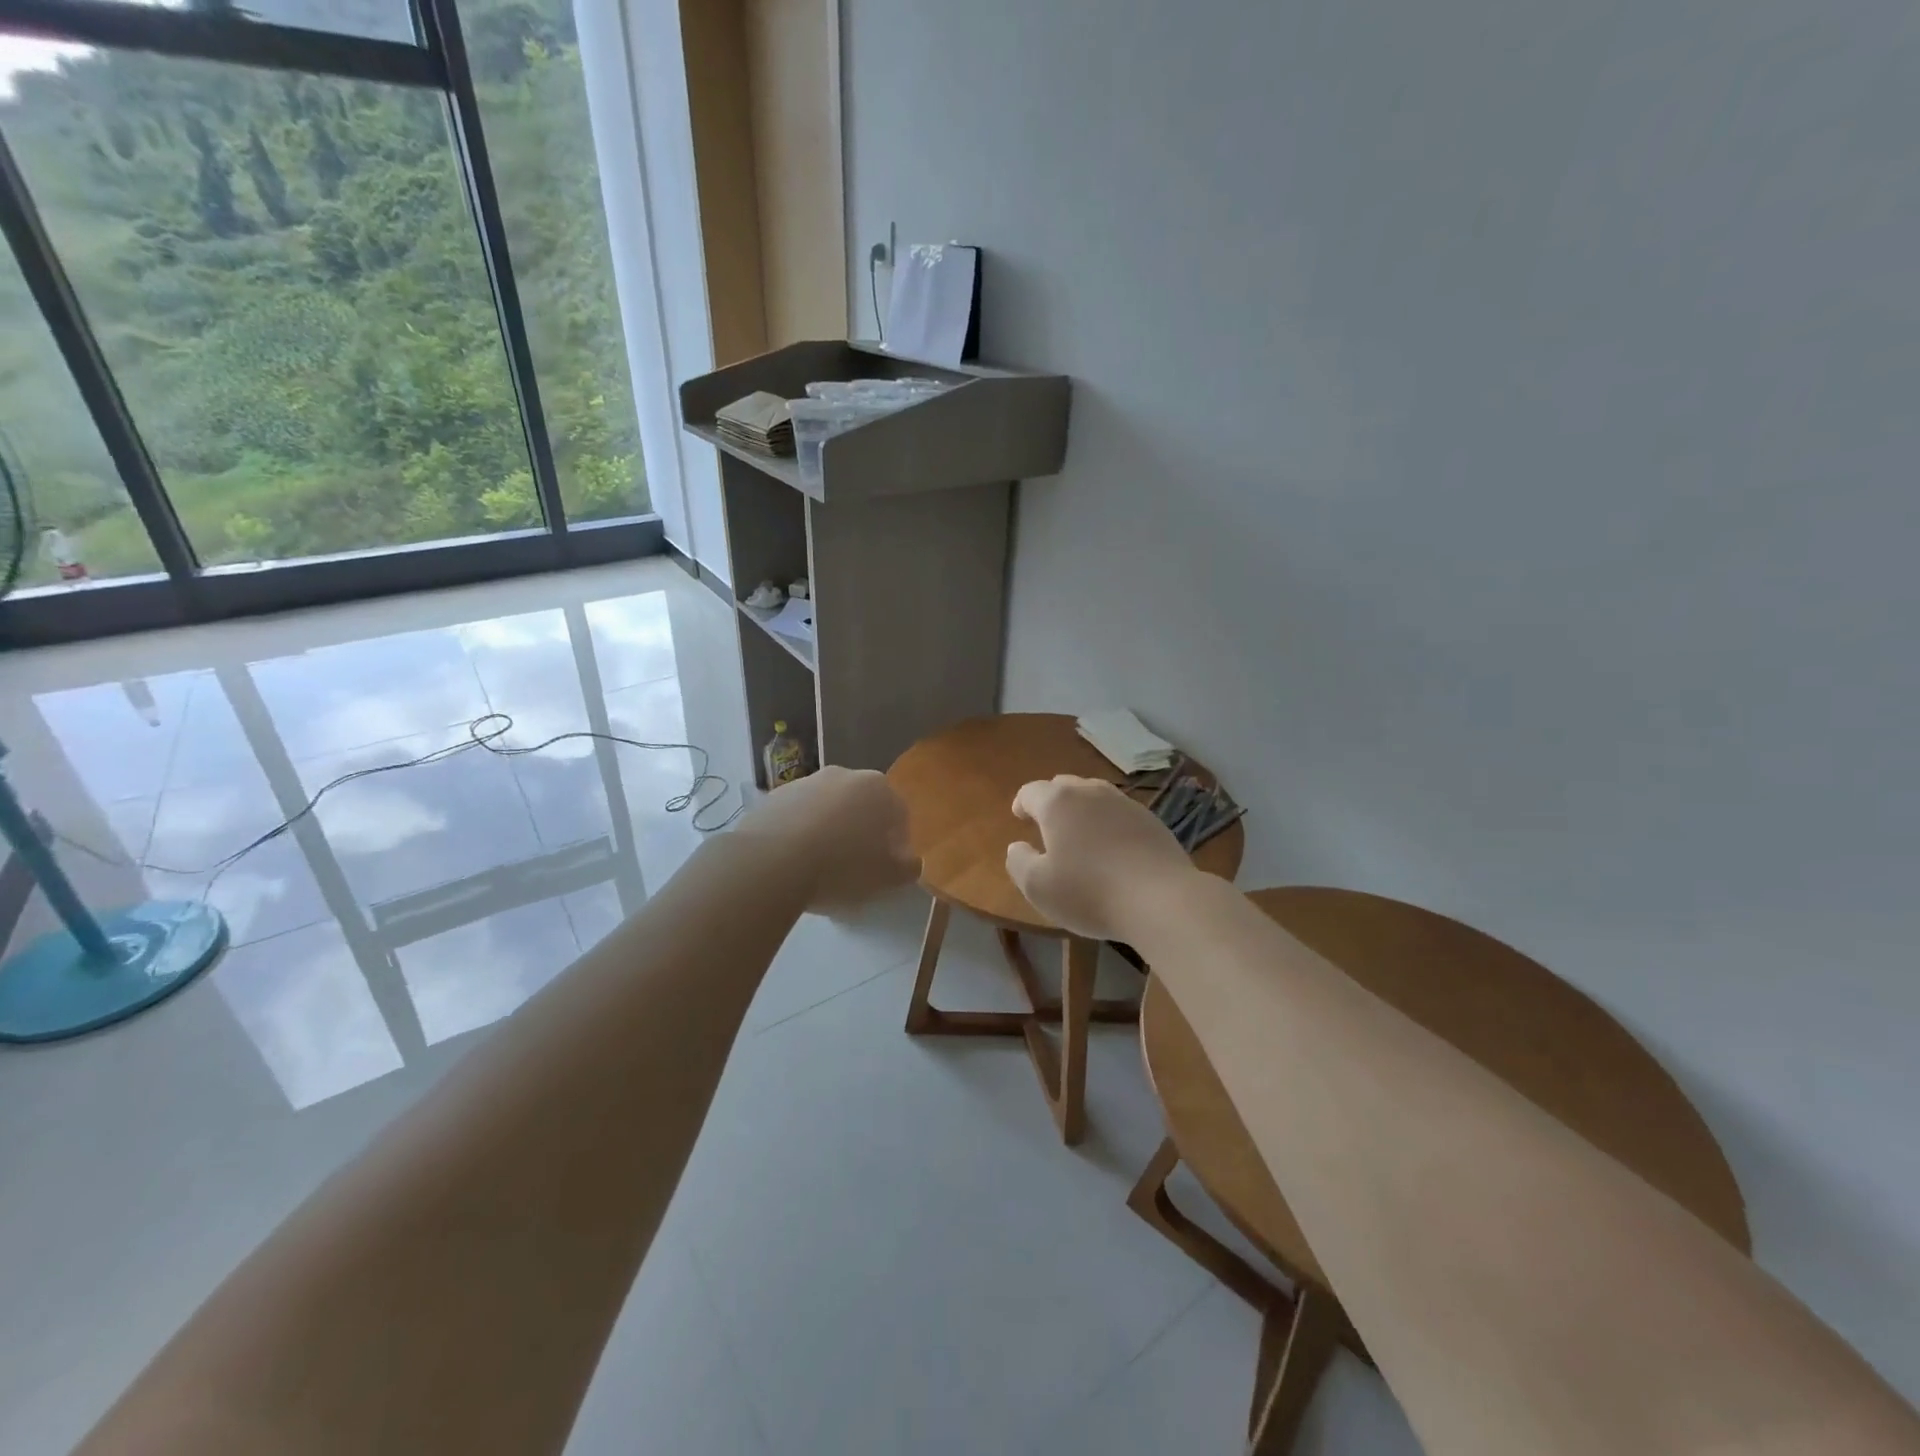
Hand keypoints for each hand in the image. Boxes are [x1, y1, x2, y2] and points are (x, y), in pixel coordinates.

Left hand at [739, 767, 920, 912]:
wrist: (770, 862)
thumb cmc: (841, 867)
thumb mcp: (887, 877)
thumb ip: (907, 867)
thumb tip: (910, 861)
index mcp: (878, 789)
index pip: (899, 816)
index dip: (896, 845)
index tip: (887, 870)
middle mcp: (844, 775)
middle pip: (862, 807)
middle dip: (862, 832)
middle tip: (855, 867)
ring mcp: (806, 782)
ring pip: (828, 809)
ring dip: (830, 830)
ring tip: (820, 866)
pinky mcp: (773, 796)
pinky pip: (797, 816)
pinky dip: (800, 832)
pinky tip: (793, 861)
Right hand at [1005, 775, 1197, 939]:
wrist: (1161, 899)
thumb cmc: (1089, 892)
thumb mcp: (1037, 887)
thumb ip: (1018, 862)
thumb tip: (1017, 846)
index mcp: (1058, 803)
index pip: (1031, 791)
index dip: (1021, 803)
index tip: (1019, 817)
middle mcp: (1091, 792)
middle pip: (1064, 786)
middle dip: (1051, 802)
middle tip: (1047, 824)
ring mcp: (1125, 804)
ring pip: (1095, 796)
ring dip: (1083, 810)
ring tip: (1081, 834)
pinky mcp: (1152, 821)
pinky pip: (1120, 814)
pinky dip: (1109, 824)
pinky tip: (1113, 849)